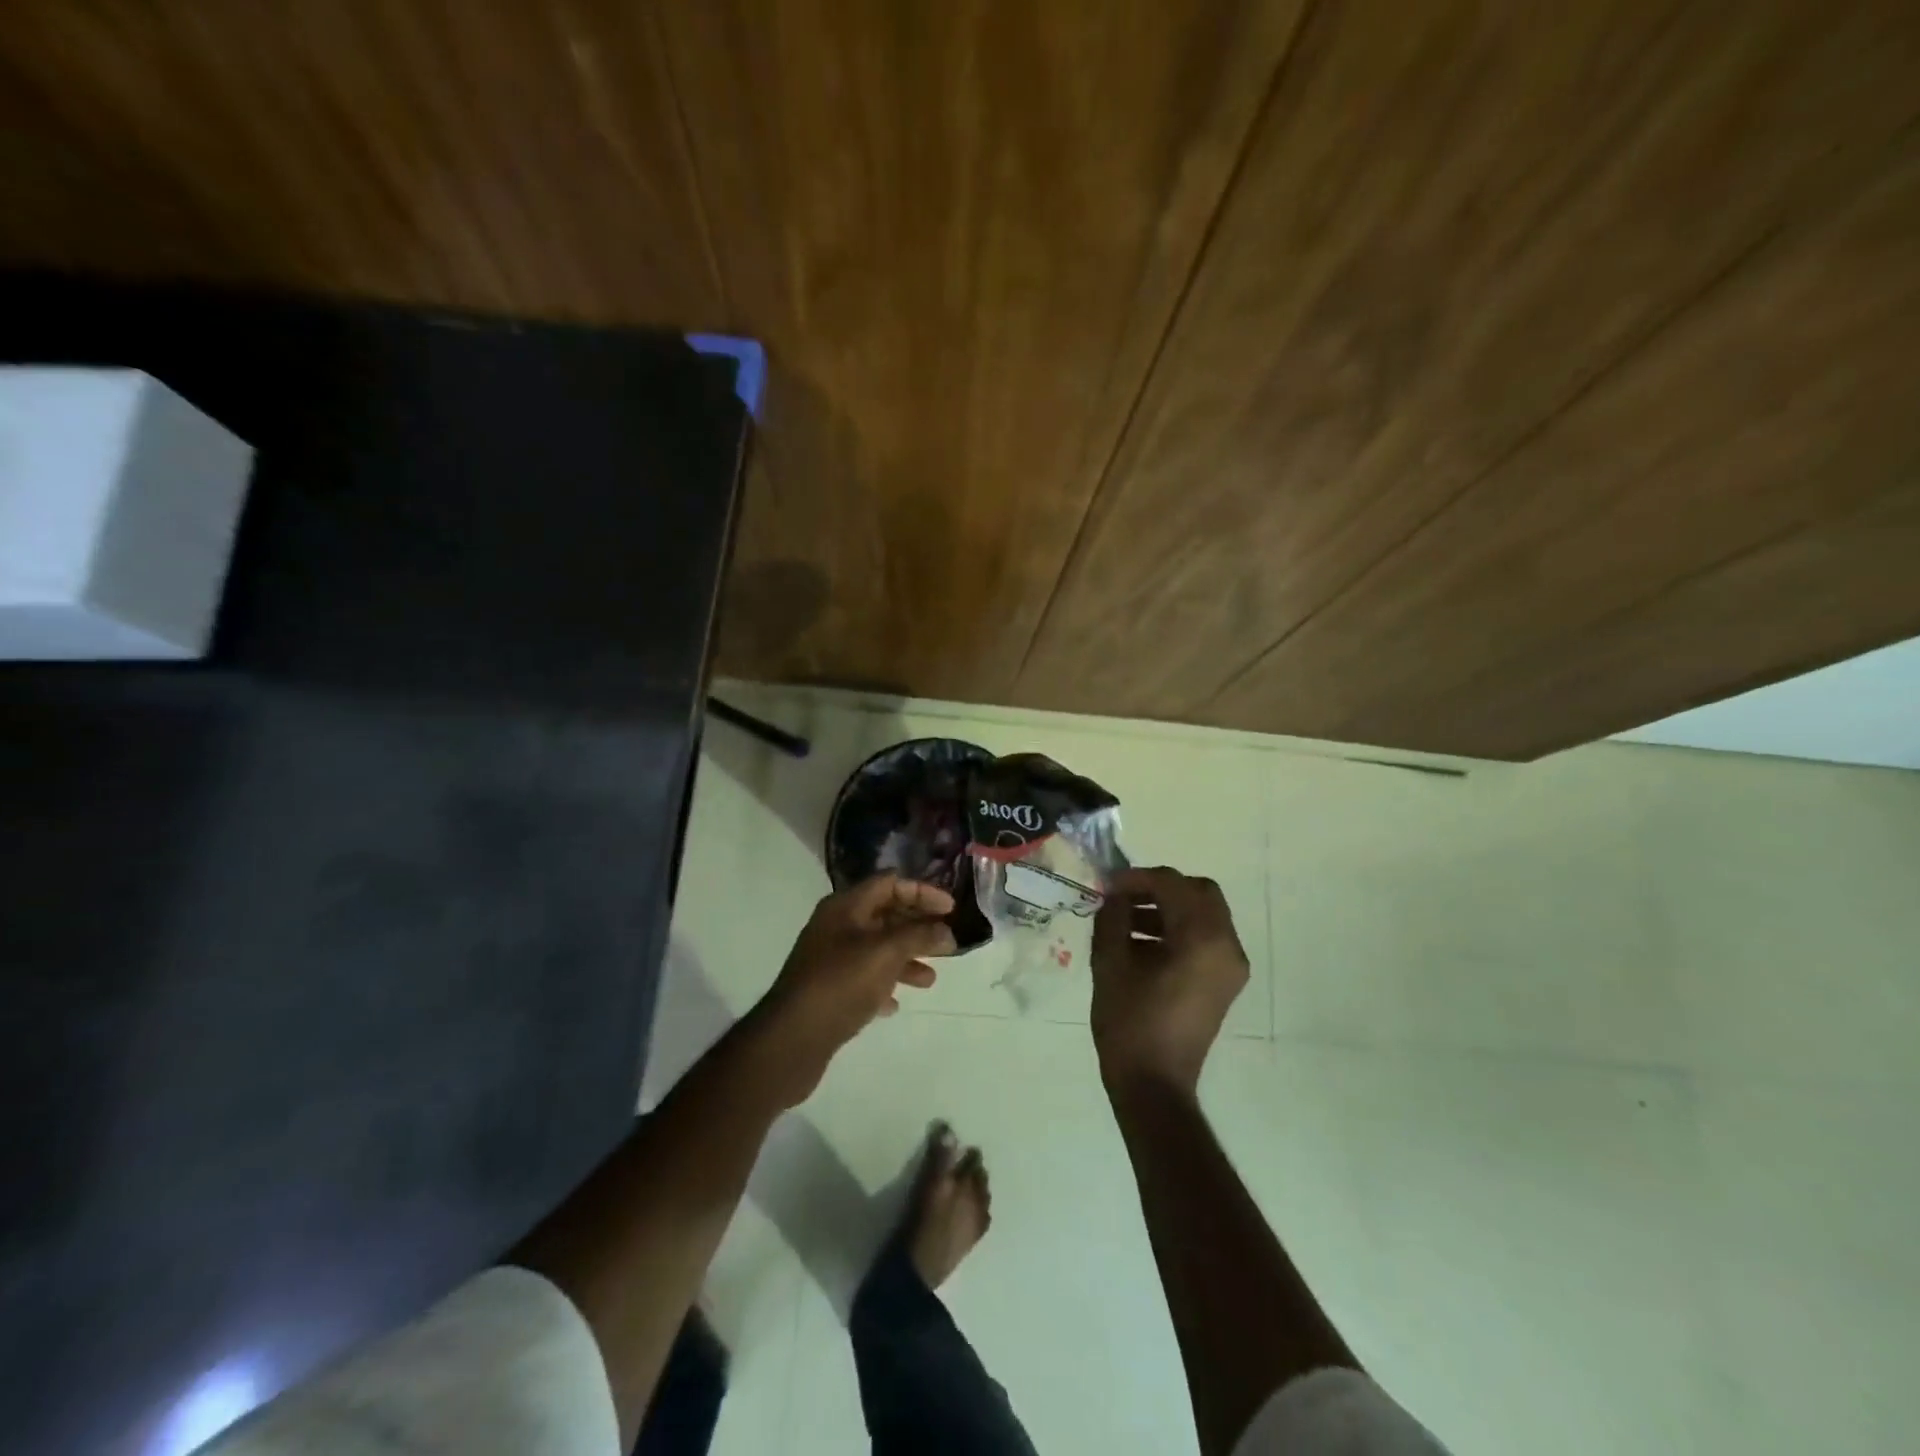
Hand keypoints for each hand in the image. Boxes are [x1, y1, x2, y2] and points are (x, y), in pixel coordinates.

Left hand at [752, 874, 956, 1103]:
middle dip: (918, 926)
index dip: (922, 891)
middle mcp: (837, 926)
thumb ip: (919, 936)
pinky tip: (896, 1003)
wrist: (792, 1038)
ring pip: (878, 948)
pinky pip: (864, 978)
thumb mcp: (886, 952)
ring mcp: (830, 958)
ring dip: (906, 958)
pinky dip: (885, 984)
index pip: (890, 883)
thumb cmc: (841, 983)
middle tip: (948, 943)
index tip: (951, 909)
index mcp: (846, 906)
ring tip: (930, 980)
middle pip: (885, 914)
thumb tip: (946, 930)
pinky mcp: (829, 989)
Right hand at [1090, 866, 1248, 1097]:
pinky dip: (1176, 930)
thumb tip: (1114, 893)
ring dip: (1166, 908)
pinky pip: (1204, 938)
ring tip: (1123, 921)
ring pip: (1202, 914)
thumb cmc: (1130, 1023)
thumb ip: (1112, 916)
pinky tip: (1139, 944)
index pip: (1173, 884)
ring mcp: (1230, 966)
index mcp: (1203, 938)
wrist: (1154, 1085)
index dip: (1137, 878)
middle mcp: (1227, 946)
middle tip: (1123, 897)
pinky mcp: (1223, 982)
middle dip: (1158, 888)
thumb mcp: (1111, 962)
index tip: (1107, 885)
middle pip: (1198, 893)